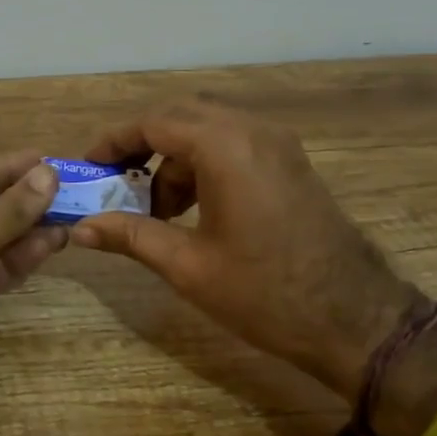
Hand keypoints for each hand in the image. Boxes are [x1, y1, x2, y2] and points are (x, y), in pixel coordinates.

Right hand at [70, 101, 410, 397]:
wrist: (355, 320)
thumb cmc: (264, 293)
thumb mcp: (187, 266)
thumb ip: (130, 235)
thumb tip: (81, 228)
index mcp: (225, 148)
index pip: (154, 122)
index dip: (115, 142)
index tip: (90, 168)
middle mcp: (253, 131)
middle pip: (181, 116)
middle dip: (143, 145)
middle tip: (117, 182)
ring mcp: (278, 144)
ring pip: (208, 128)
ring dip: (174, 157)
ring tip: (157, 209)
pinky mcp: (290, 162)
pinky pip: (233, 143)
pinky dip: (203, 163)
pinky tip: (194, 208)